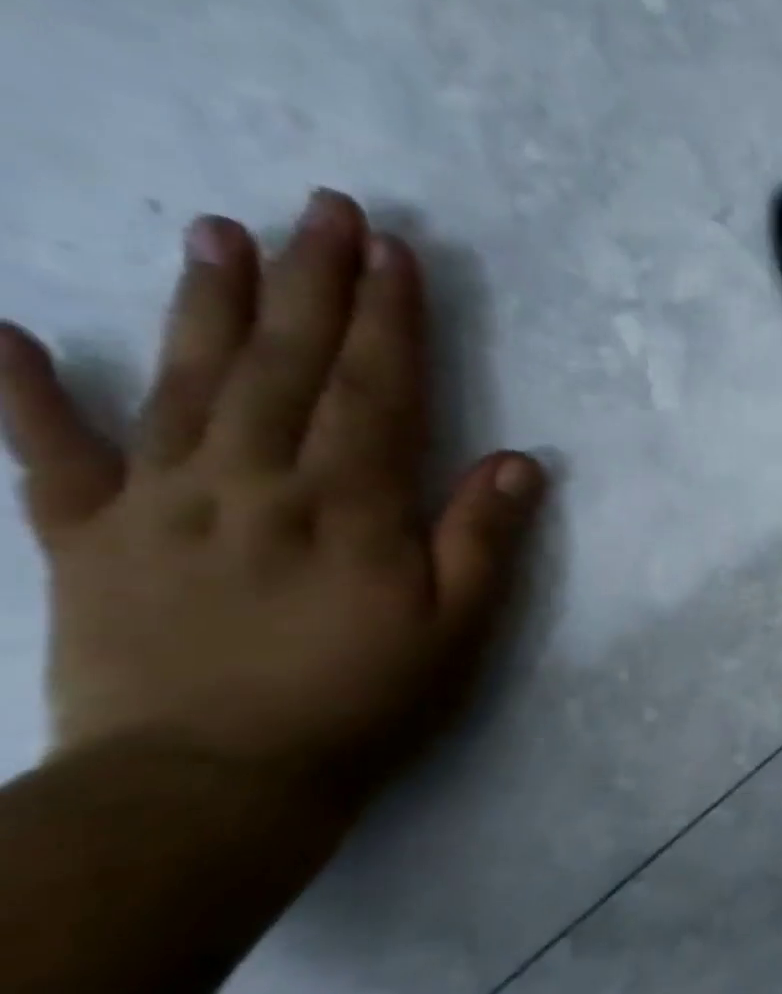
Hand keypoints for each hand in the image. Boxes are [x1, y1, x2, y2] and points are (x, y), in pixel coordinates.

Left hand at [0, 190, 544, 801]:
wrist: (213, 787)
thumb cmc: (361, 704)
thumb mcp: (458, 631)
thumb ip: (484, 540)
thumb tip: (520, 461)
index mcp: (348, 507)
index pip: (374, 390)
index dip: (390, 319)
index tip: (393, 252)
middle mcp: (252, 484)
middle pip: (286, 365)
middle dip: (312, 283)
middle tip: (321, 207)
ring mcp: (159, 506)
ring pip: (184, 384)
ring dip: (206, 303)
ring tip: (218, 232)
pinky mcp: (87, 542)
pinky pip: (50, 458)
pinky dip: (22, 394)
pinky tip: (8, 334)